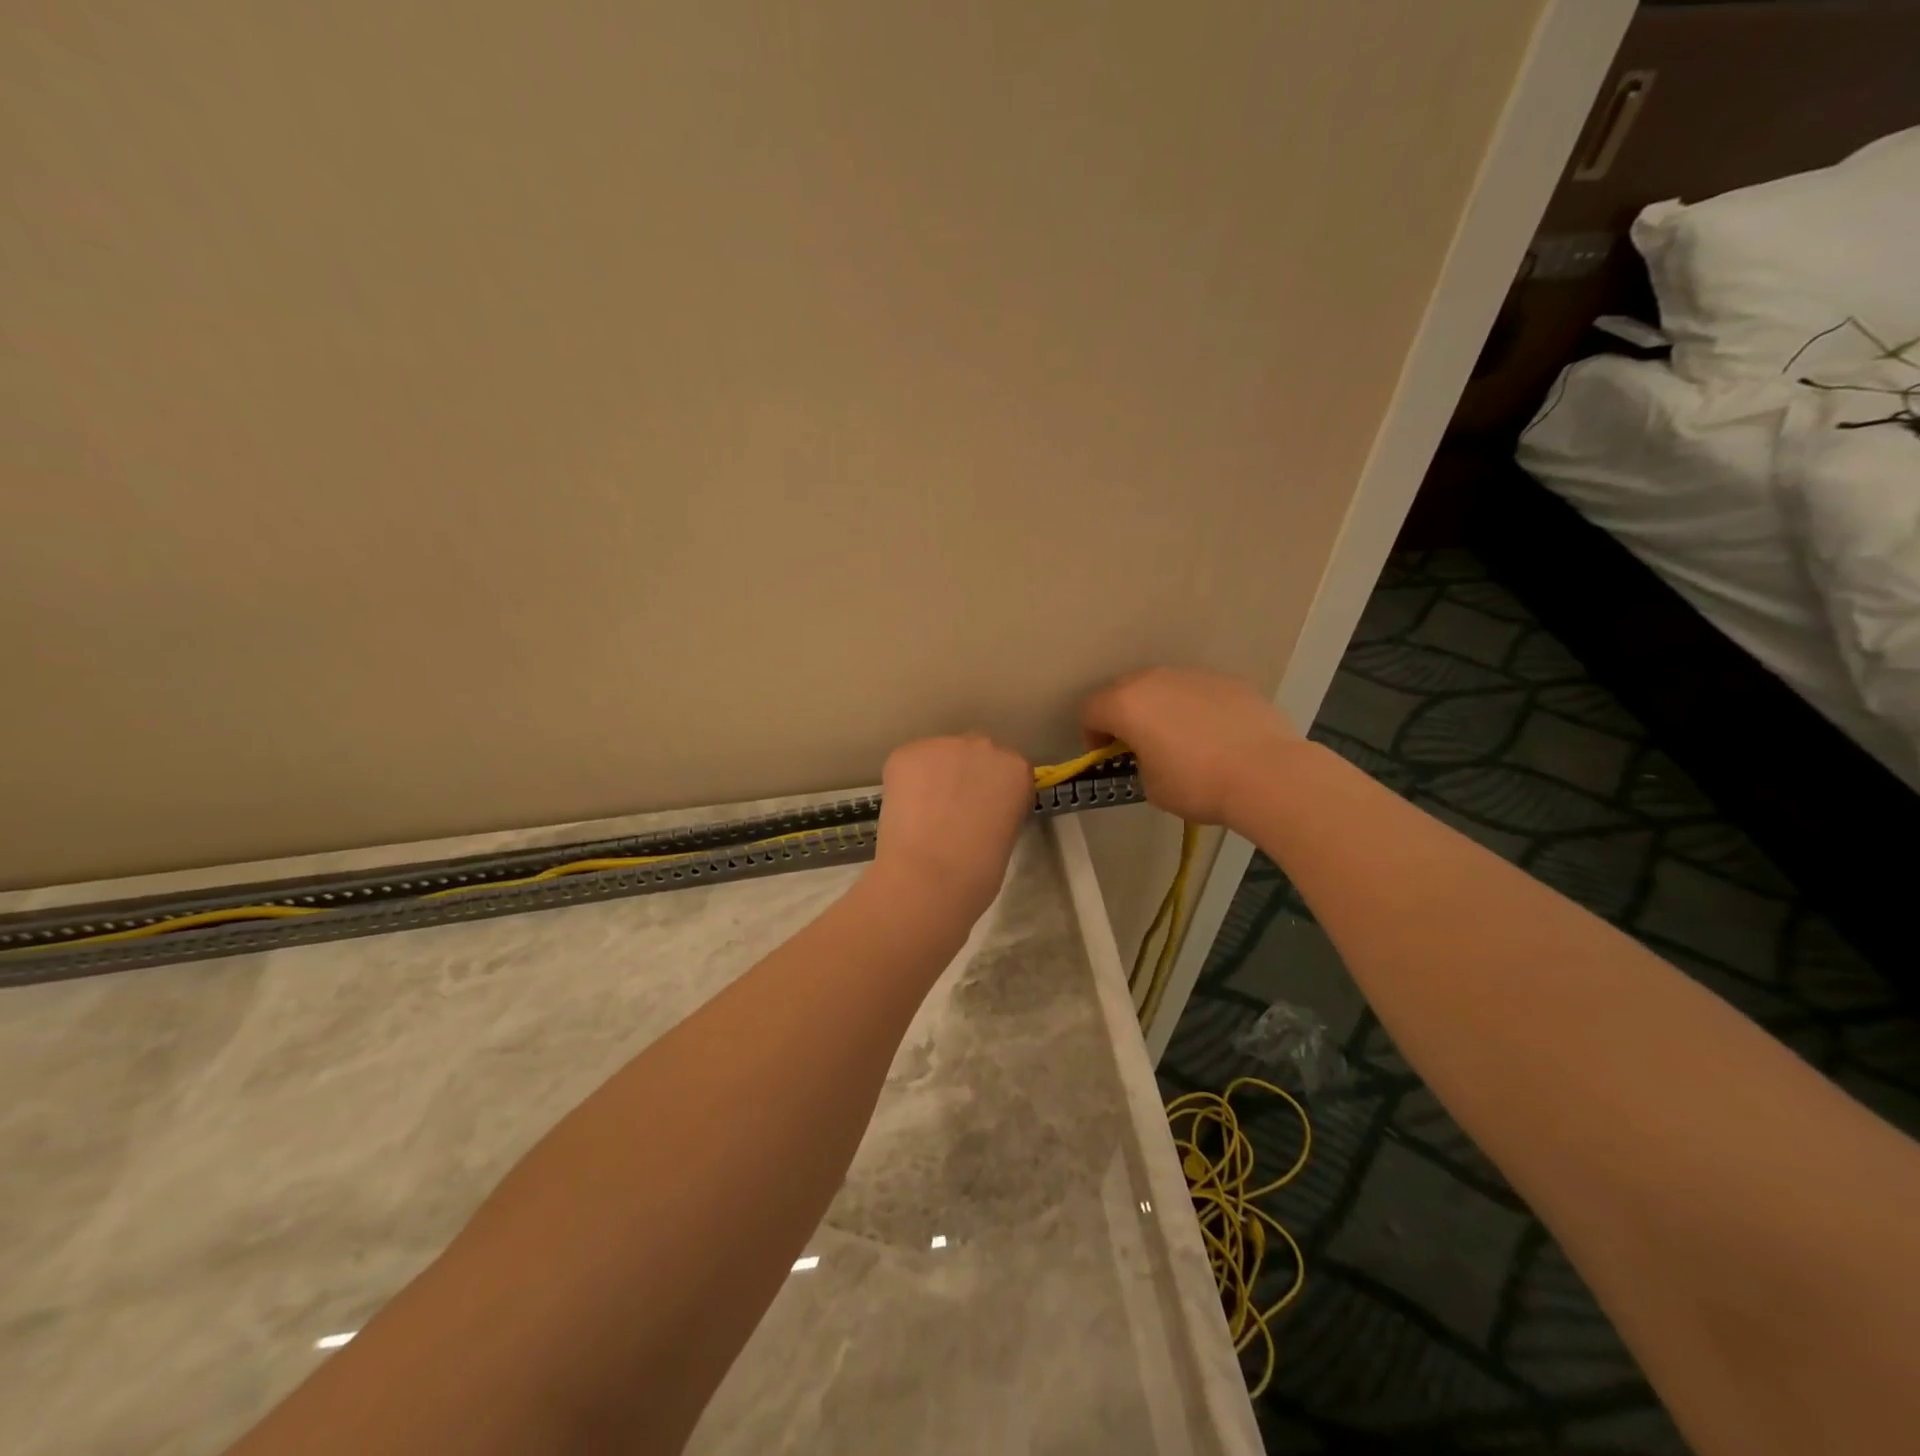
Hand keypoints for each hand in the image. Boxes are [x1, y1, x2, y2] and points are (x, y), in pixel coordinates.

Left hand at [871, 734, 1031, 921]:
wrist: (929, 877)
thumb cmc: (978, 871)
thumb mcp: (1006, 834)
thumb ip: (997, 808)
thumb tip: (977, 809)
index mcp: (1016, 768)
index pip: (1008, 768)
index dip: (994, 789)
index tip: (985, 810)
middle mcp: (983, 746)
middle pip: (974, 754)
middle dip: (965, 775)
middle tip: (953, 810)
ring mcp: (942, 745)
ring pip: (938, 756)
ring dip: (934, 776)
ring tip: (924, 812)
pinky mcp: (906, 753)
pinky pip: (908, 763)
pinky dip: (906, 783)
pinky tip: (905, 810)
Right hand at [1082, 667, 1298, 826]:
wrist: (1267, 774)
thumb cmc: (1197, 784)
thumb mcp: (1151, 786)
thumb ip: (1139, 762)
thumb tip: (1151, 755)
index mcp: (1126, 704)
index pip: (1090, 710)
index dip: (1091, 736)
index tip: (1107, 757)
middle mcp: (1155, 680)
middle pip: (1123, 691)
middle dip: (1123, 716)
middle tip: (1137, 746)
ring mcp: (1194, 675)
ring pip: (1163, 687)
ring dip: (1159, 709)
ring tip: (1180, 741)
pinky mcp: (1228, 680)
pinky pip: (1197, 692)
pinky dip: (1195, 709)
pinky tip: (1214, 736)